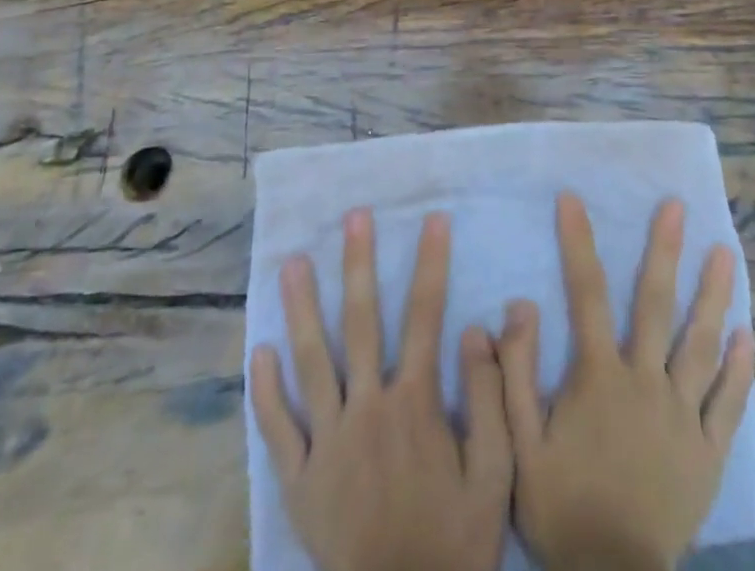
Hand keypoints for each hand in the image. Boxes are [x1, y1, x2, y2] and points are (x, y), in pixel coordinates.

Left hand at [250, 209, 512, 570]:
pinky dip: (265, 389)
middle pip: (361, 322)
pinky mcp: (299, 482)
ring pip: (310, 362)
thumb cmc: (455, 542)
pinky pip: (277, 429)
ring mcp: (328, 444)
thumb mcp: (495, 473)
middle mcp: (367, 410)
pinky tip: (259, 349)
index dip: (431, 262)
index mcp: (415, 404)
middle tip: (353, 217)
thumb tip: (478, 327)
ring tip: (293, 262)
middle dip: (359, 264)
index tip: (433, 219)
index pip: (425, 315)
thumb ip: (489, 397)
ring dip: (302, 308)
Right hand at [498, 193, 754, 570]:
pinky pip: (728, 404)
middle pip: (656, 304)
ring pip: (701, 344)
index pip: (585, 293)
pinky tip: (746, 336)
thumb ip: (515, 375)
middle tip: (676, 206)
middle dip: (664, 250)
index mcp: (600, 377)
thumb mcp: (518, 446)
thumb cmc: (561, 510)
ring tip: (726, 253)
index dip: (578, 242)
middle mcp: (646, 382)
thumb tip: (519, 304)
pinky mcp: (707, 452)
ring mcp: (682, 416)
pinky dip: (738, 369)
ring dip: (713, 295)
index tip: (572, 199)